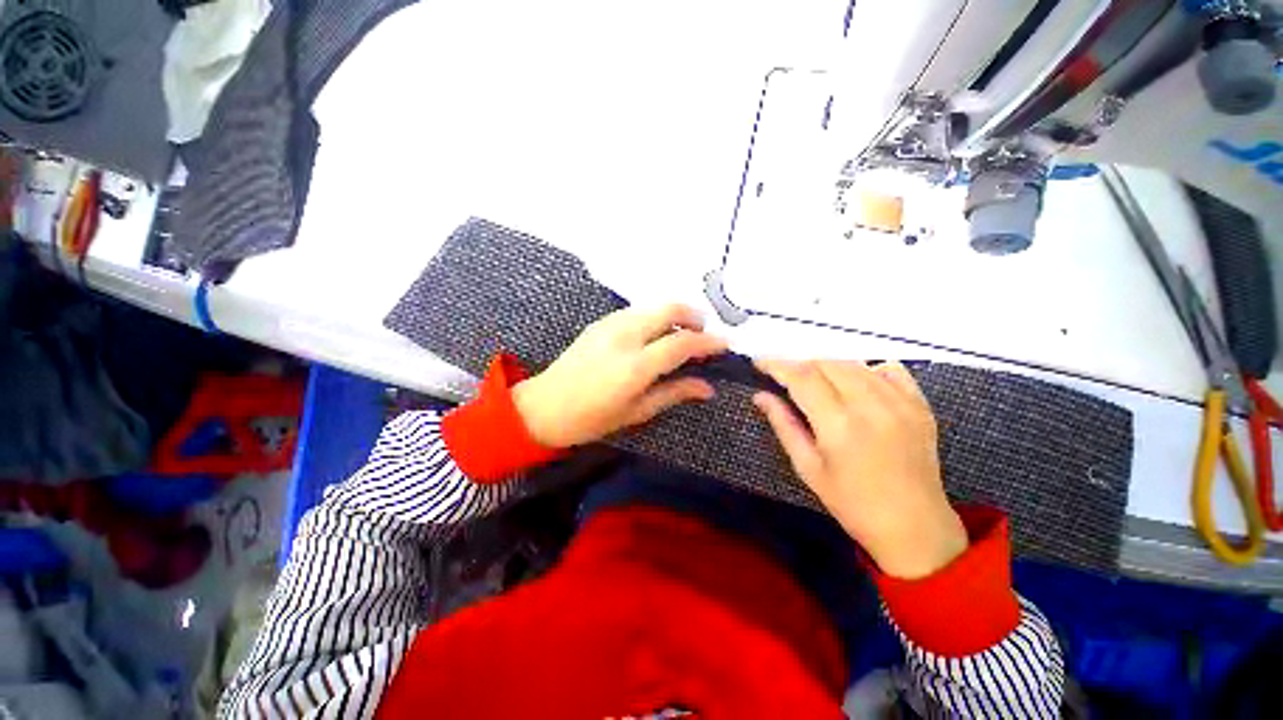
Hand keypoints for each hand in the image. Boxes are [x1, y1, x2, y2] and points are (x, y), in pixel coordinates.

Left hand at [512, 304, 727, 447]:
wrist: (544, 406)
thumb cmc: (592, 418)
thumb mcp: (637, 412)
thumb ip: (674, 393)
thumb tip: (708, 387)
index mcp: (635, 365)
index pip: (682, 343)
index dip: (708, 342)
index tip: (724, 345)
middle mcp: (624, 336)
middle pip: (669, 309)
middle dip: (694, 316)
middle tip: (703, 334)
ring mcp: (610, 325)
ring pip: (652, 306)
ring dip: (673, 315)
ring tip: (681, 335)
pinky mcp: (599, 322)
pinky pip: (636, 311)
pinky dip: (653, 317)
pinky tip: (653, 335)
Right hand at [753, 360, 967, 579]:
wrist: (915, 528)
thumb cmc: (851, 503)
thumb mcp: (807, 467)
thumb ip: (783, 425)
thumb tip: (760, 395)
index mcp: (839, 424)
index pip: (802, 377)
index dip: (777, 364)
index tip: (760, 363)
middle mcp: (871, 405)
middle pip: (826, 363)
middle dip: (800, 365)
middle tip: (786, 379)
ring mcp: (900, 402)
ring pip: (854, 364)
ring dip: (827, 366)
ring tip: (816, 383)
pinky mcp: (920, 405)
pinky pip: (889, 369)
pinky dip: (866, 370)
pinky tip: (856, 385)